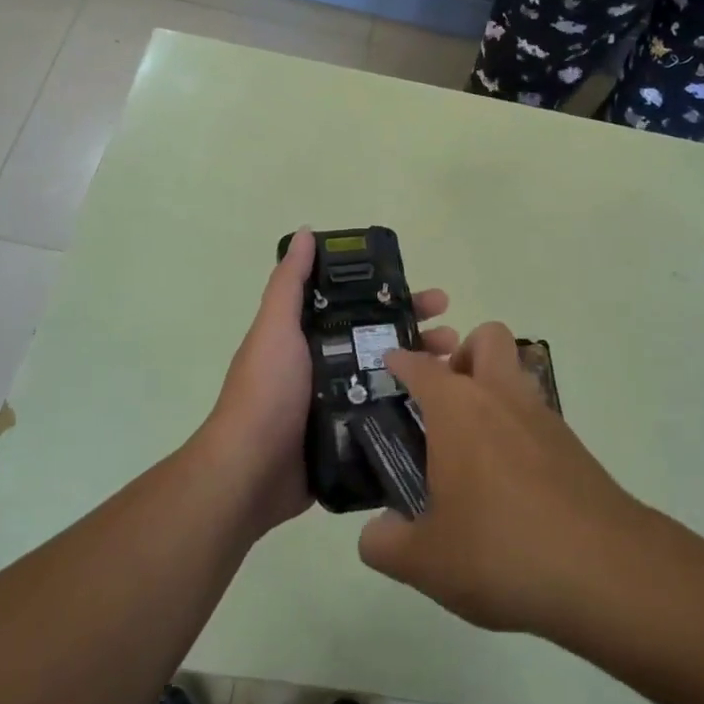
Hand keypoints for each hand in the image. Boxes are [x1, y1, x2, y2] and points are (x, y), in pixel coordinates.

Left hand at [202, 228, 454, 537]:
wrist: (249, 471)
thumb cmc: (266, 391)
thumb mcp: (275, 328)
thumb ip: (289, 283)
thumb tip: (305, 232)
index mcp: (312, 336)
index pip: (362, 307)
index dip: (396, 297)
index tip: (430, 296)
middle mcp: (328, 364)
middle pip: (383, 341)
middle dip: (419, 333)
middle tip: (452, 333)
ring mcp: (340, 404)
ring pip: (390, 377)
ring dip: (423, 369)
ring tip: (454, 367)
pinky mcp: (348, 439)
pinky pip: (386, 417)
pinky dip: (413, 409)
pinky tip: (444, 408)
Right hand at [358, 323, 645, 636]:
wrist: (604, 570)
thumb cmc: (501, 550)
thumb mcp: (426, 561)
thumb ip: (386, 544)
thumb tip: (375, 535)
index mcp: (458, 408)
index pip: (421, 366)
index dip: (401, 362)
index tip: (389, 368)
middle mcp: (500, 397)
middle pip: (486, 338)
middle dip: (462, 355)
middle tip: (442, 403)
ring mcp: (542, 417)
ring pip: (515, 375)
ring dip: (492, 392)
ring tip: (470, 452)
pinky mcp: (572, 445)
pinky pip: (535, 417)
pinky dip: (516, 431)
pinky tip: (506, 485)